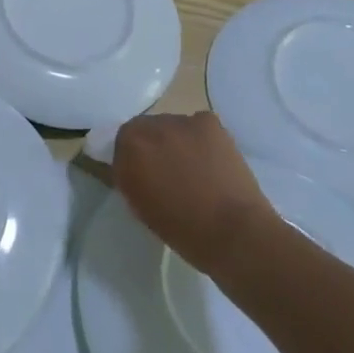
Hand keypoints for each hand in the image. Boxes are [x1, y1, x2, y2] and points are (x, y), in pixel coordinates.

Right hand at [112, 113, 278, 275]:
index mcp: (128, 148)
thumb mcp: (138, 204)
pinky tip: (210, 158)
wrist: (233, 231)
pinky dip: (199, 137)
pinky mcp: (209, 122)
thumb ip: (128, 176)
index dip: (131, 157)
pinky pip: (196, 124)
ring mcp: (181, 121)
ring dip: (175, 140)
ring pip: (171, 125)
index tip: (141, 173)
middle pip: (144, 128)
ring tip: (193, 164)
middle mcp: (150, 127)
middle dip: (152, 145)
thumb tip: (132, 165)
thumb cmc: (181, 228)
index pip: (120, 142)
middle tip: (166, 168)